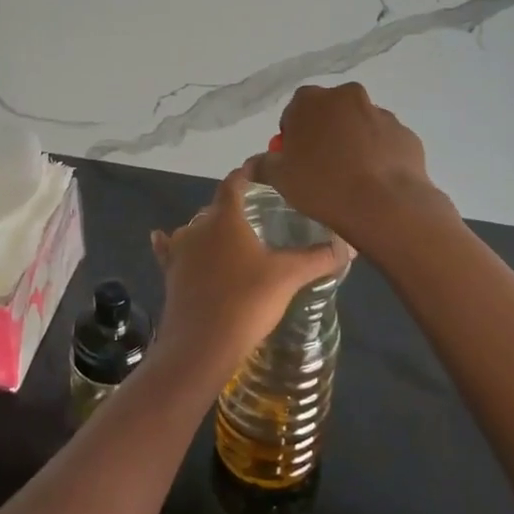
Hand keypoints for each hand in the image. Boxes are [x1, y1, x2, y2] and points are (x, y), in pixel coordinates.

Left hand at [150, 166, 347, 373]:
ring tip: (232, 237)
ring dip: (211, 229)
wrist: (201, 345)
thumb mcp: (288, 277)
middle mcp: (198, 226)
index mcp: (226, 217)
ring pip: (196, 229)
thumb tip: (350, 245)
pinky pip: (169, 250)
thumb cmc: (246, 301)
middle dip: (235, 205)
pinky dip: (170, 243)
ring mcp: (179, 250)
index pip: (235, 182)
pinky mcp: (169, 274)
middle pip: (217, 207)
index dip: (249, 172)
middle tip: (259, 213)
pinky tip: (164, 239)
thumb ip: (319, 258)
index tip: (263, 167)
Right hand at [254, 83, 452, 257]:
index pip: (294, 110)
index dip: (293, 134)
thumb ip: (263, 165)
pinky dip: (378, 153)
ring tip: (351, 177)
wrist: (384, 205)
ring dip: (352, 142)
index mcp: (311, 101)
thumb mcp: (281, 179)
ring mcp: (380, 113)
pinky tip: (374, 180)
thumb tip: (252, 164)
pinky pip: (383, 141)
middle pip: (329, 112)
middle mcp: (346, 97)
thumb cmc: (323, 186)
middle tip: (321, 166)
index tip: (296, 159)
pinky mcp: (405, 133)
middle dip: (324, 132)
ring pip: (359, 124)